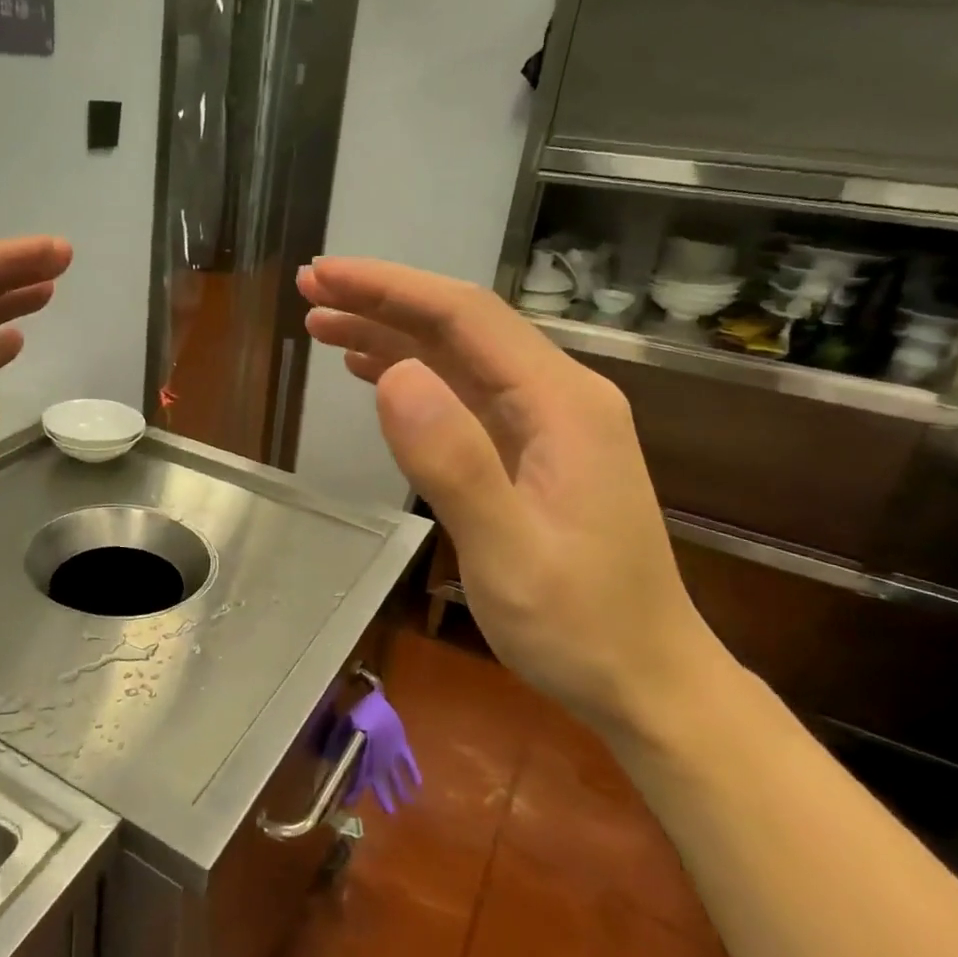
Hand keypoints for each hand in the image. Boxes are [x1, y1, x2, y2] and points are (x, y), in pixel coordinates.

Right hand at [300, 258, 727, 742]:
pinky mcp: (531, 452)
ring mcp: (546, 425)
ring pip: (458, 357)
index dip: (390, 288)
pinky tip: (374, 372)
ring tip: (323, 326)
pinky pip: (464, 394)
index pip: (465, 317)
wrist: (646, 681)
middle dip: (384, 301)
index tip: (324, 275)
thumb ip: (454, 461)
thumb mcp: (509, 552)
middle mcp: (558, 397)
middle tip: (311, 291)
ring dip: (391, 334)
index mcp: (560, 404)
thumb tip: (393, 373)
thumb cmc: (580, 625)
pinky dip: (413, 374)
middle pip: (461, 326)